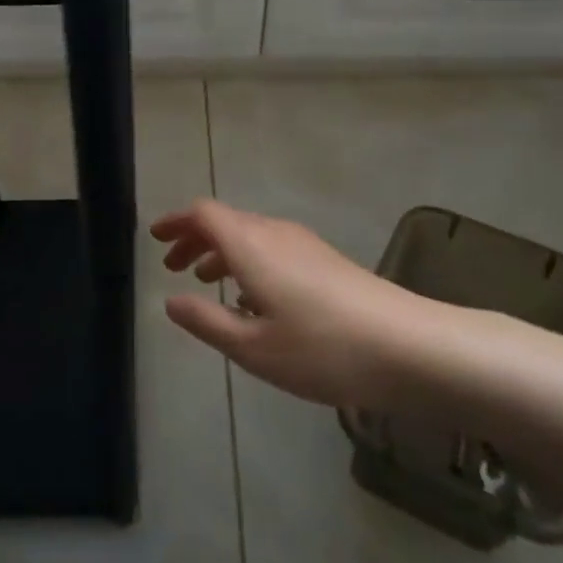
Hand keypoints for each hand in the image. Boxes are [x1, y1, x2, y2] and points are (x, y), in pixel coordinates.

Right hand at [155, 200, 418, 407]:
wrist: (407, 347)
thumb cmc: (322, 349)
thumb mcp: (253, 347)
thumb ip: (207, 321)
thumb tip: (171, 301)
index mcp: (250, 245)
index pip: (204, 214)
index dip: (176, 222)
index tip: (156, 238)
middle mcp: (274, 233)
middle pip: (225, 221)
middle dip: (194, 238)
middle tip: (172, 264)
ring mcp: (304, 244)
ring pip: (250, 235)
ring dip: (221, 251)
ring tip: (205, 280)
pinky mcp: (325, 259)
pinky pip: (271, 247)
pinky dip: (248, 260)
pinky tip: (252, 298)